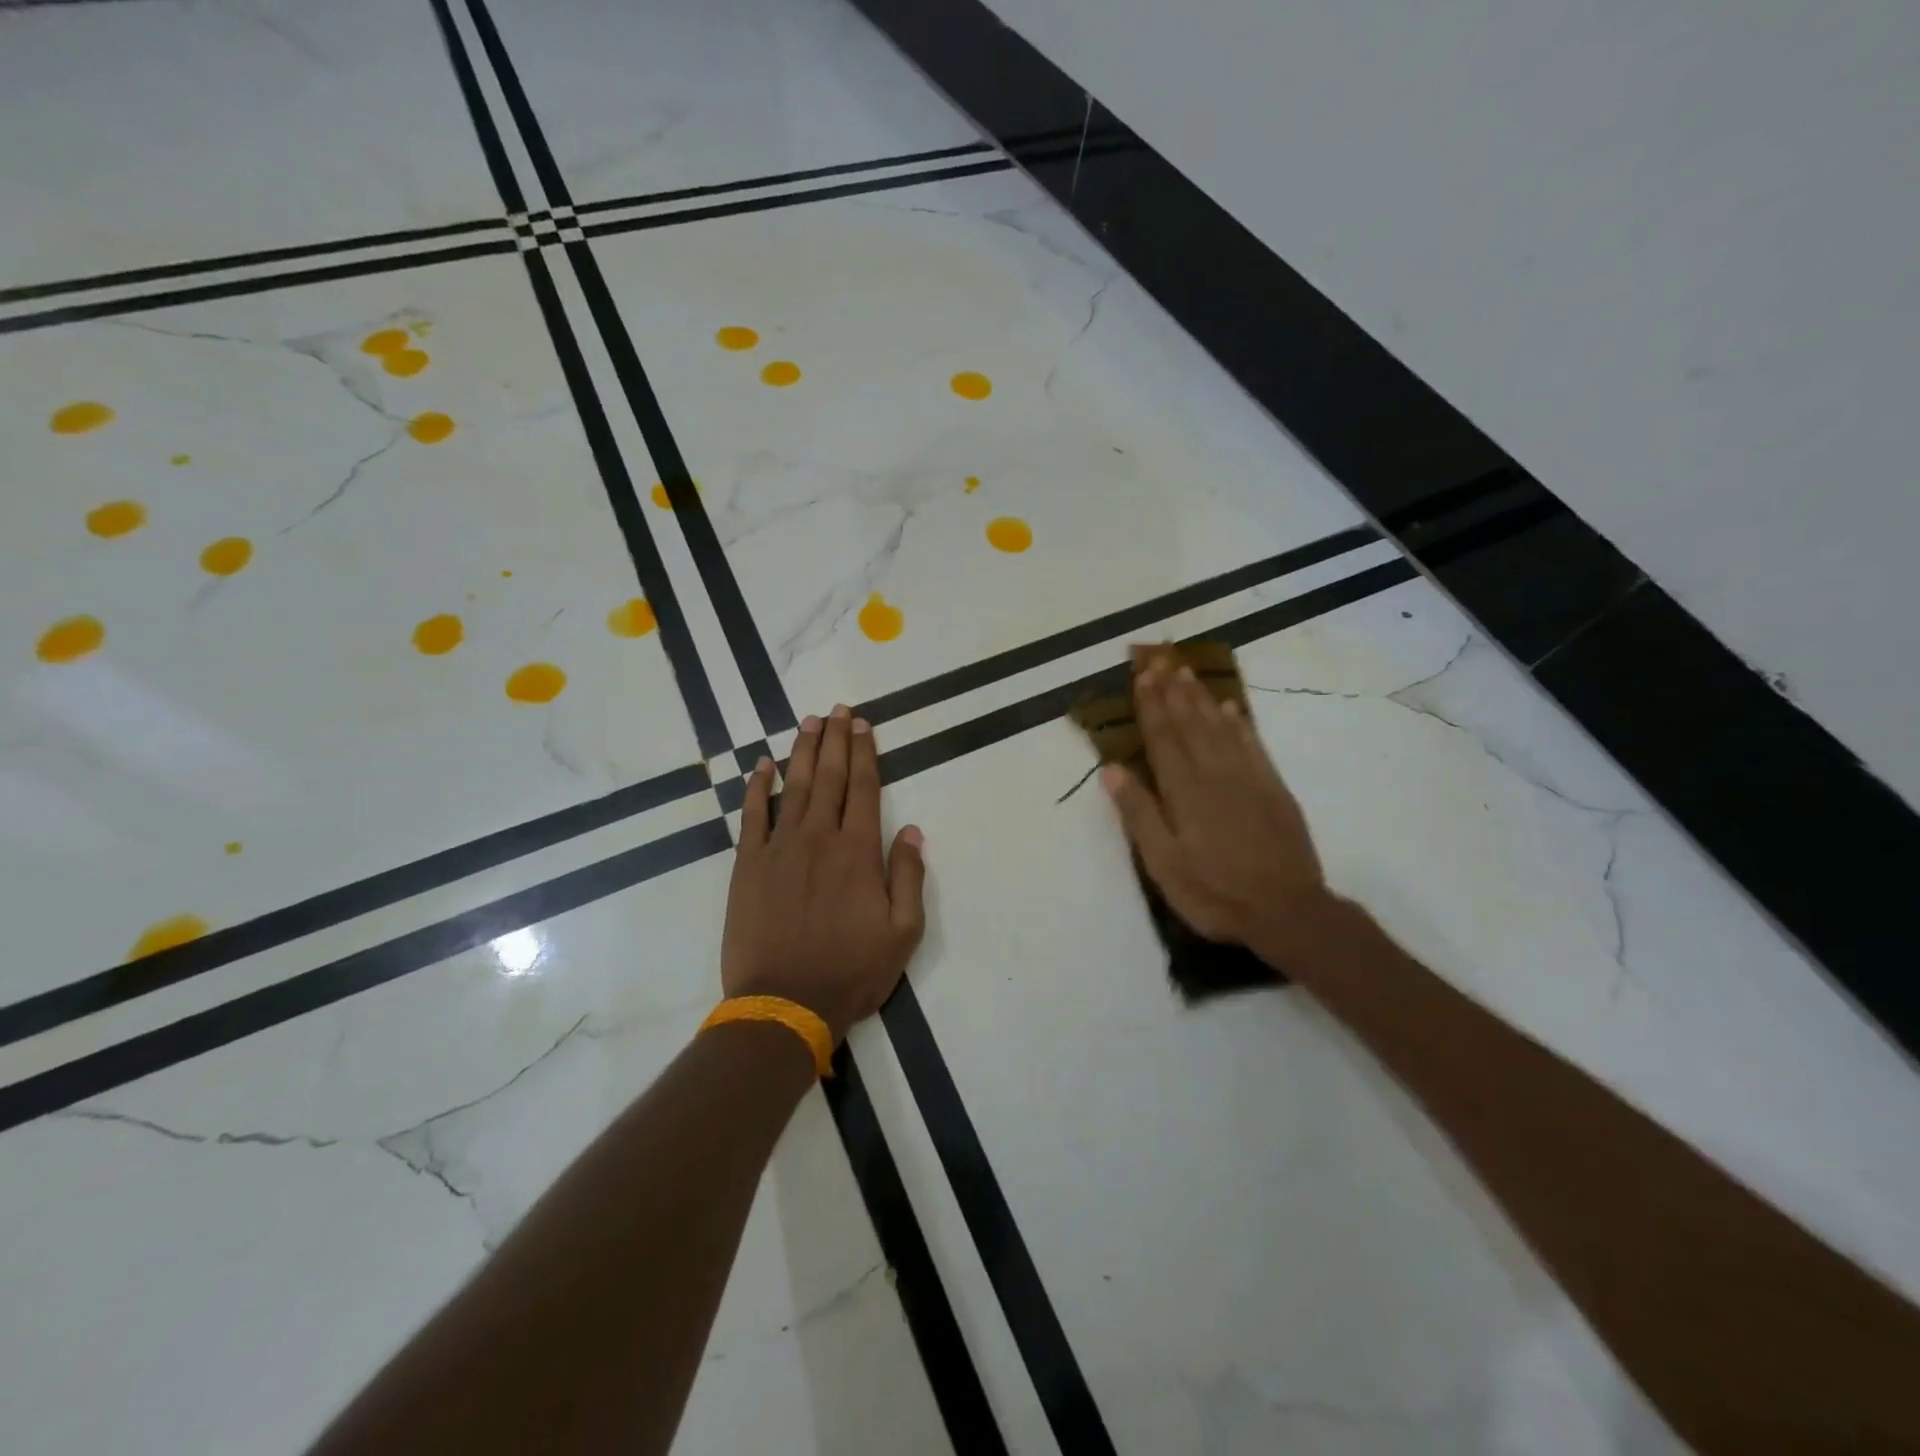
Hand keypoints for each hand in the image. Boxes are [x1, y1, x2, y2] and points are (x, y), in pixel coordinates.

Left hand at [721, 705, 927, 1042]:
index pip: (864, 788)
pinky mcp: (748, 865)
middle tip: (838, 710)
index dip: (865, 753)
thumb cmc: (851, 970)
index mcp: (858, 852)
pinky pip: (752, 815)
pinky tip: (762, 765)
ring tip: (809, 723)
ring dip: (802, 752)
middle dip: (836, 740)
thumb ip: (908, 876)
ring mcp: (779, 848)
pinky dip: (757, 787)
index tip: (864, 725)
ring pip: (793, 787)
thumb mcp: (903, 932)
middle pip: (829, 777)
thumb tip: (912, 831)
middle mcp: (819, 838)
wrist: (785, 1003)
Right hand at [1101, 658, 1327, 967]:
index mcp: (1185, 792)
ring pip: (1220, 727)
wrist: (1287, 912)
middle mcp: (1216, 774)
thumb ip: (1140, 814)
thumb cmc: (1215, 892)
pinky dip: (1240, 723)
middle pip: (1191, 723)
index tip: (1142, 676)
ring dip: (1202, 698)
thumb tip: (1112, 770)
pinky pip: (1253, 744)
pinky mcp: (1274, 789)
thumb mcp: (1164, 864)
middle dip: (1173, 690)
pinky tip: (1231, 709)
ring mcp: (1249, 779)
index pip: (1163, 738)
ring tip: (1187, 673)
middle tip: (1161, 659)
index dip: (1151, 705)